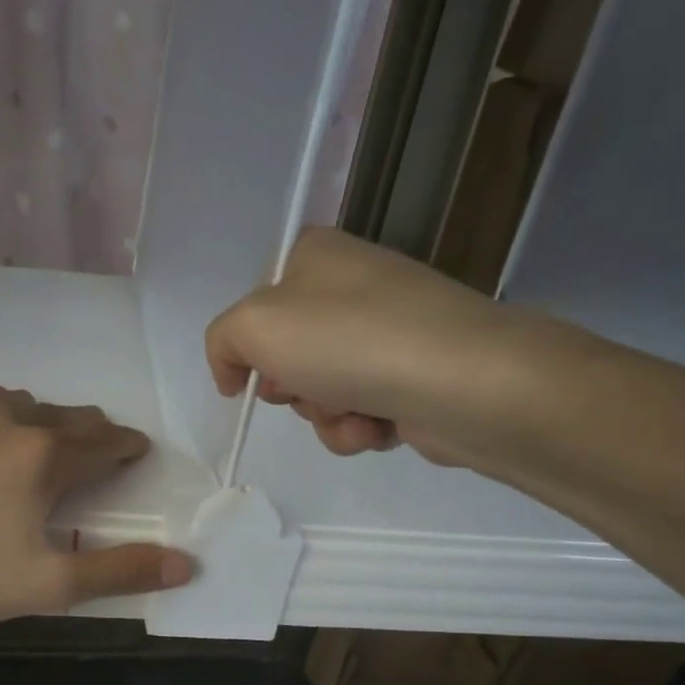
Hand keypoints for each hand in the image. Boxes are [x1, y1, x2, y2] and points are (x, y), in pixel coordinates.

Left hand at [0, 382, 194, 629]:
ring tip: (17, 437)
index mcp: (39, 455)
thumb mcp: (50, 585)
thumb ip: (120, 570)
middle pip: (53, 415)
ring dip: (17, 416)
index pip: (99, 443)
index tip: (135, 449)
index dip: (123, 447)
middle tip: (86, 443)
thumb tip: (187, 565)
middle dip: (77, 430)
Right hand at [206, 226, 536, 464]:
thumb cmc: (348, 340)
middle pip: (287, 355)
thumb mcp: (254, 327)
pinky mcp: (413, 376)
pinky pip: (358, 412)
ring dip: (325, 415)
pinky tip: (378, 426)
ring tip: (354, 411)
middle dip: (291, 387)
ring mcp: (388, 332)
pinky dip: (358, 428)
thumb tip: (236, 374)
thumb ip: (223, 341)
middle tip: (306, 388)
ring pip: (321, 391)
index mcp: (316, 256)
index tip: (250, 376)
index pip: (256, 305)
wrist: (461, 381)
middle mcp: (352, 287)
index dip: (248, 347)